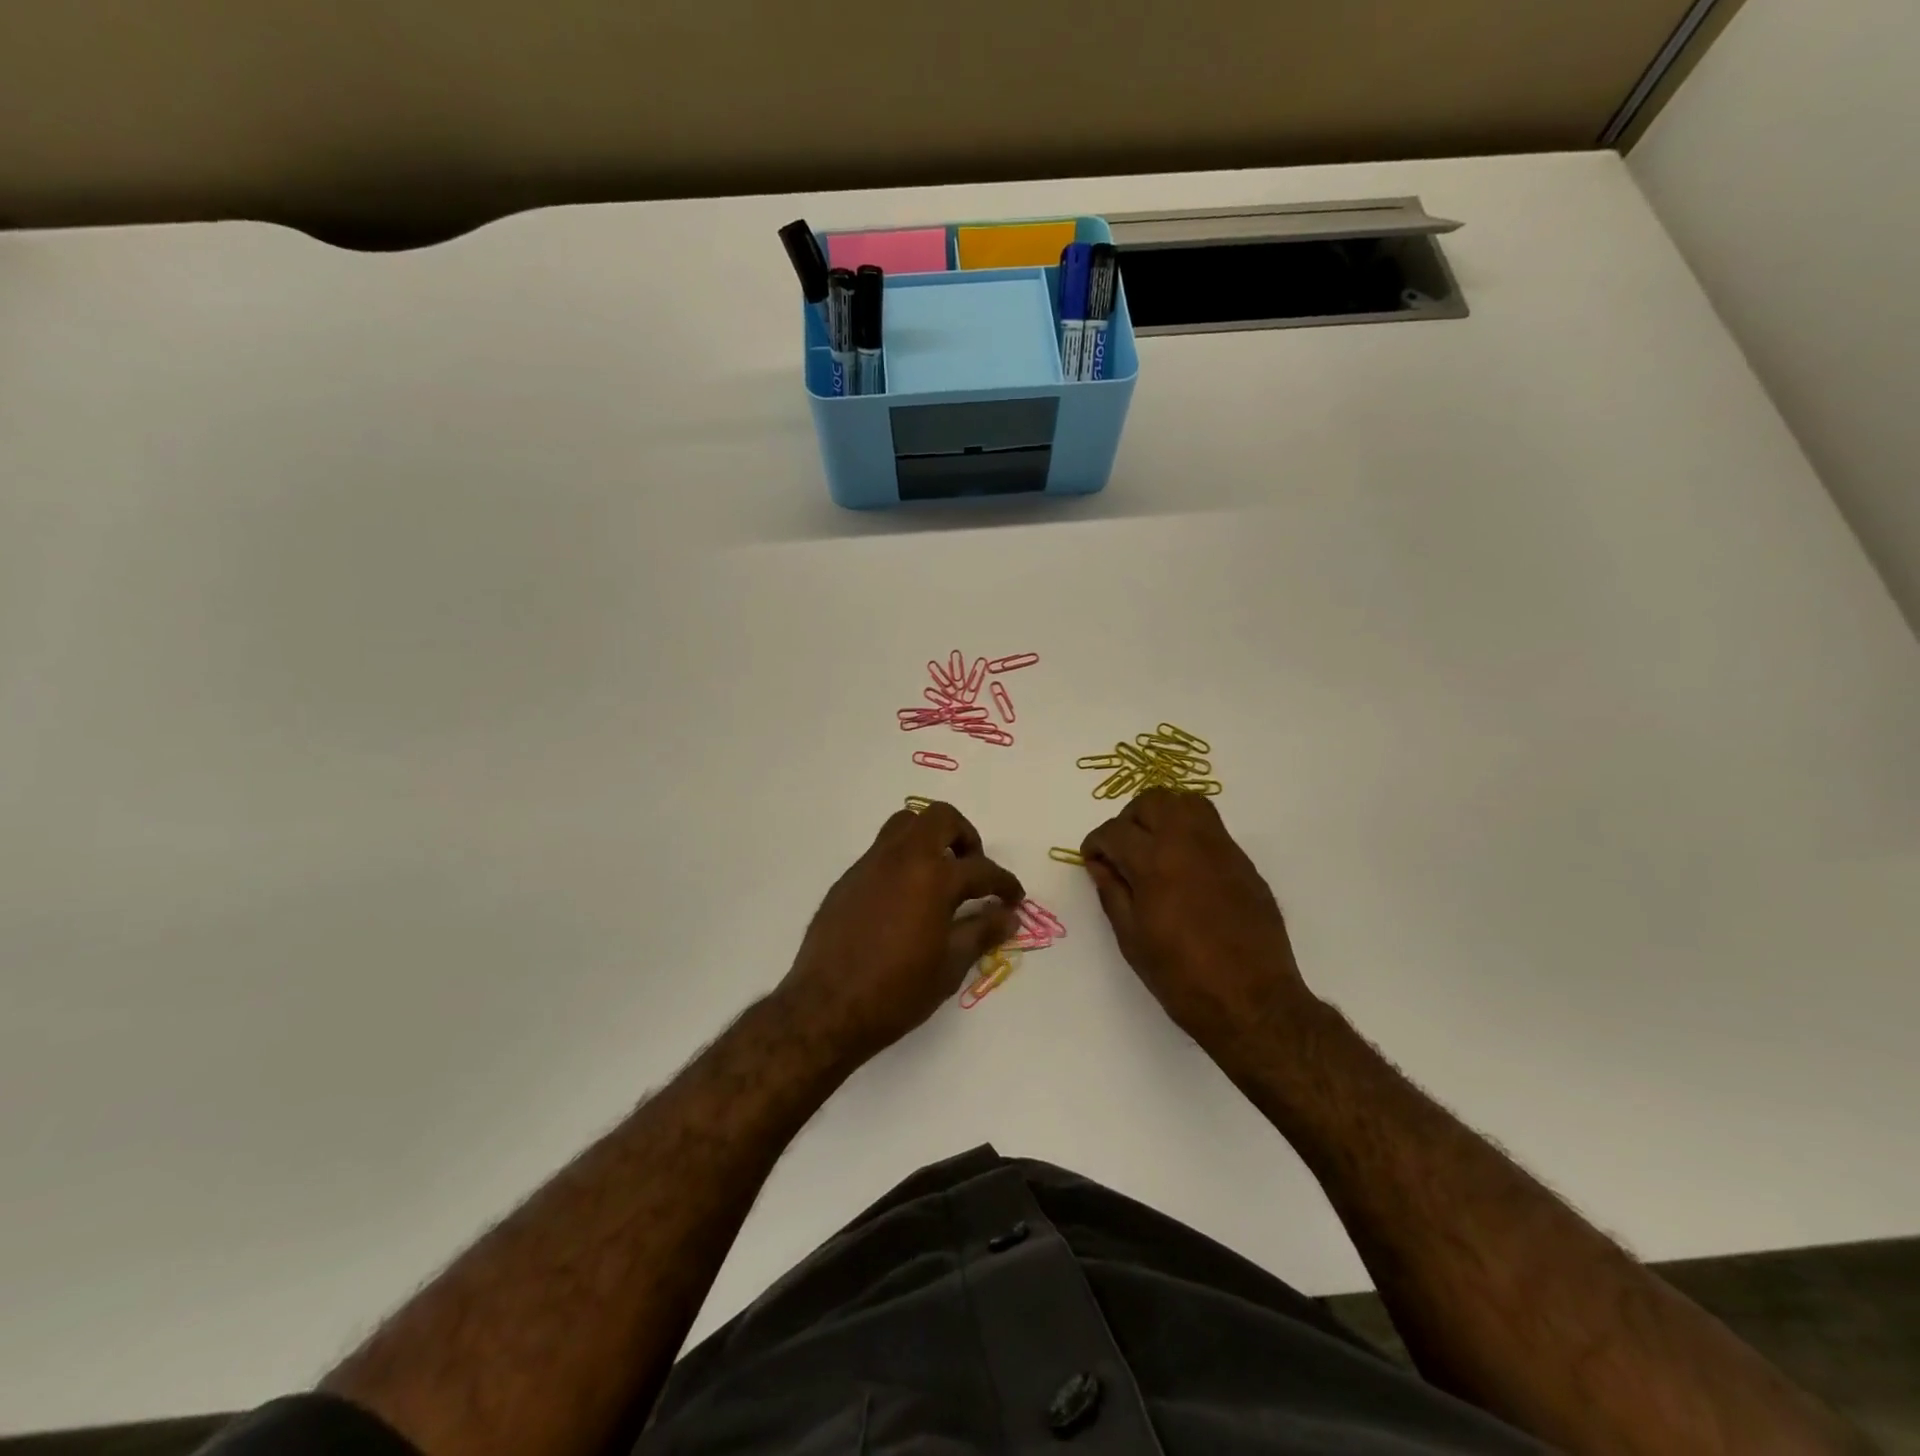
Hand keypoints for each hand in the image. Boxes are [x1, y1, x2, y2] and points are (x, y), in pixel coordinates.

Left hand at [777, 803, 1023, 1066]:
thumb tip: (1009, 916)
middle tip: (972, 869)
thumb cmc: (896, 992)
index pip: (981, 869)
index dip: (1005, 883)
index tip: (1014, 898)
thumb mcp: (949, 966)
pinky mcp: (848, 878)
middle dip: (965, 837)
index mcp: (933, 877)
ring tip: (940, 874)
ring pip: (905, 824)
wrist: (826, 1008)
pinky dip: (903, 859)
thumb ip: (981, 932)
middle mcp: (902, 858)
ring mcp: (870, 864)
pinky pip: (882, 850)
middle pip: (940, 818)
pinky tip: (906, 898)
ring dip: (930, 838)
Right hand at [1082, 789, 1314, 1064]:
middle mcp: (1189, 844)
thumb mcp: (1132, 940)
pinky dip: (1189, 832)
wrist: (1253, 1002)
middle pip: (1152, 801)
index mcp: (1155, 863)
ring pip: (1187, 802)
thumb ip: (1112, 893)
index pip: (1115, 831)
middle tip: (1122, 849)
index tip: (1093, 860)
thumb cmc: (1182, 978)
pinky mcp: (1243, 862)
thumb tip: (1100, 864)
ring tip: (1153, 846)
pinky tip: (1183, 866)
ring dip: (1162, 815)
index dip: (1096, 843)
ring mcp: (1222, 849)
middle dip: (1129, 819)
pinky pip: (1211, 827)